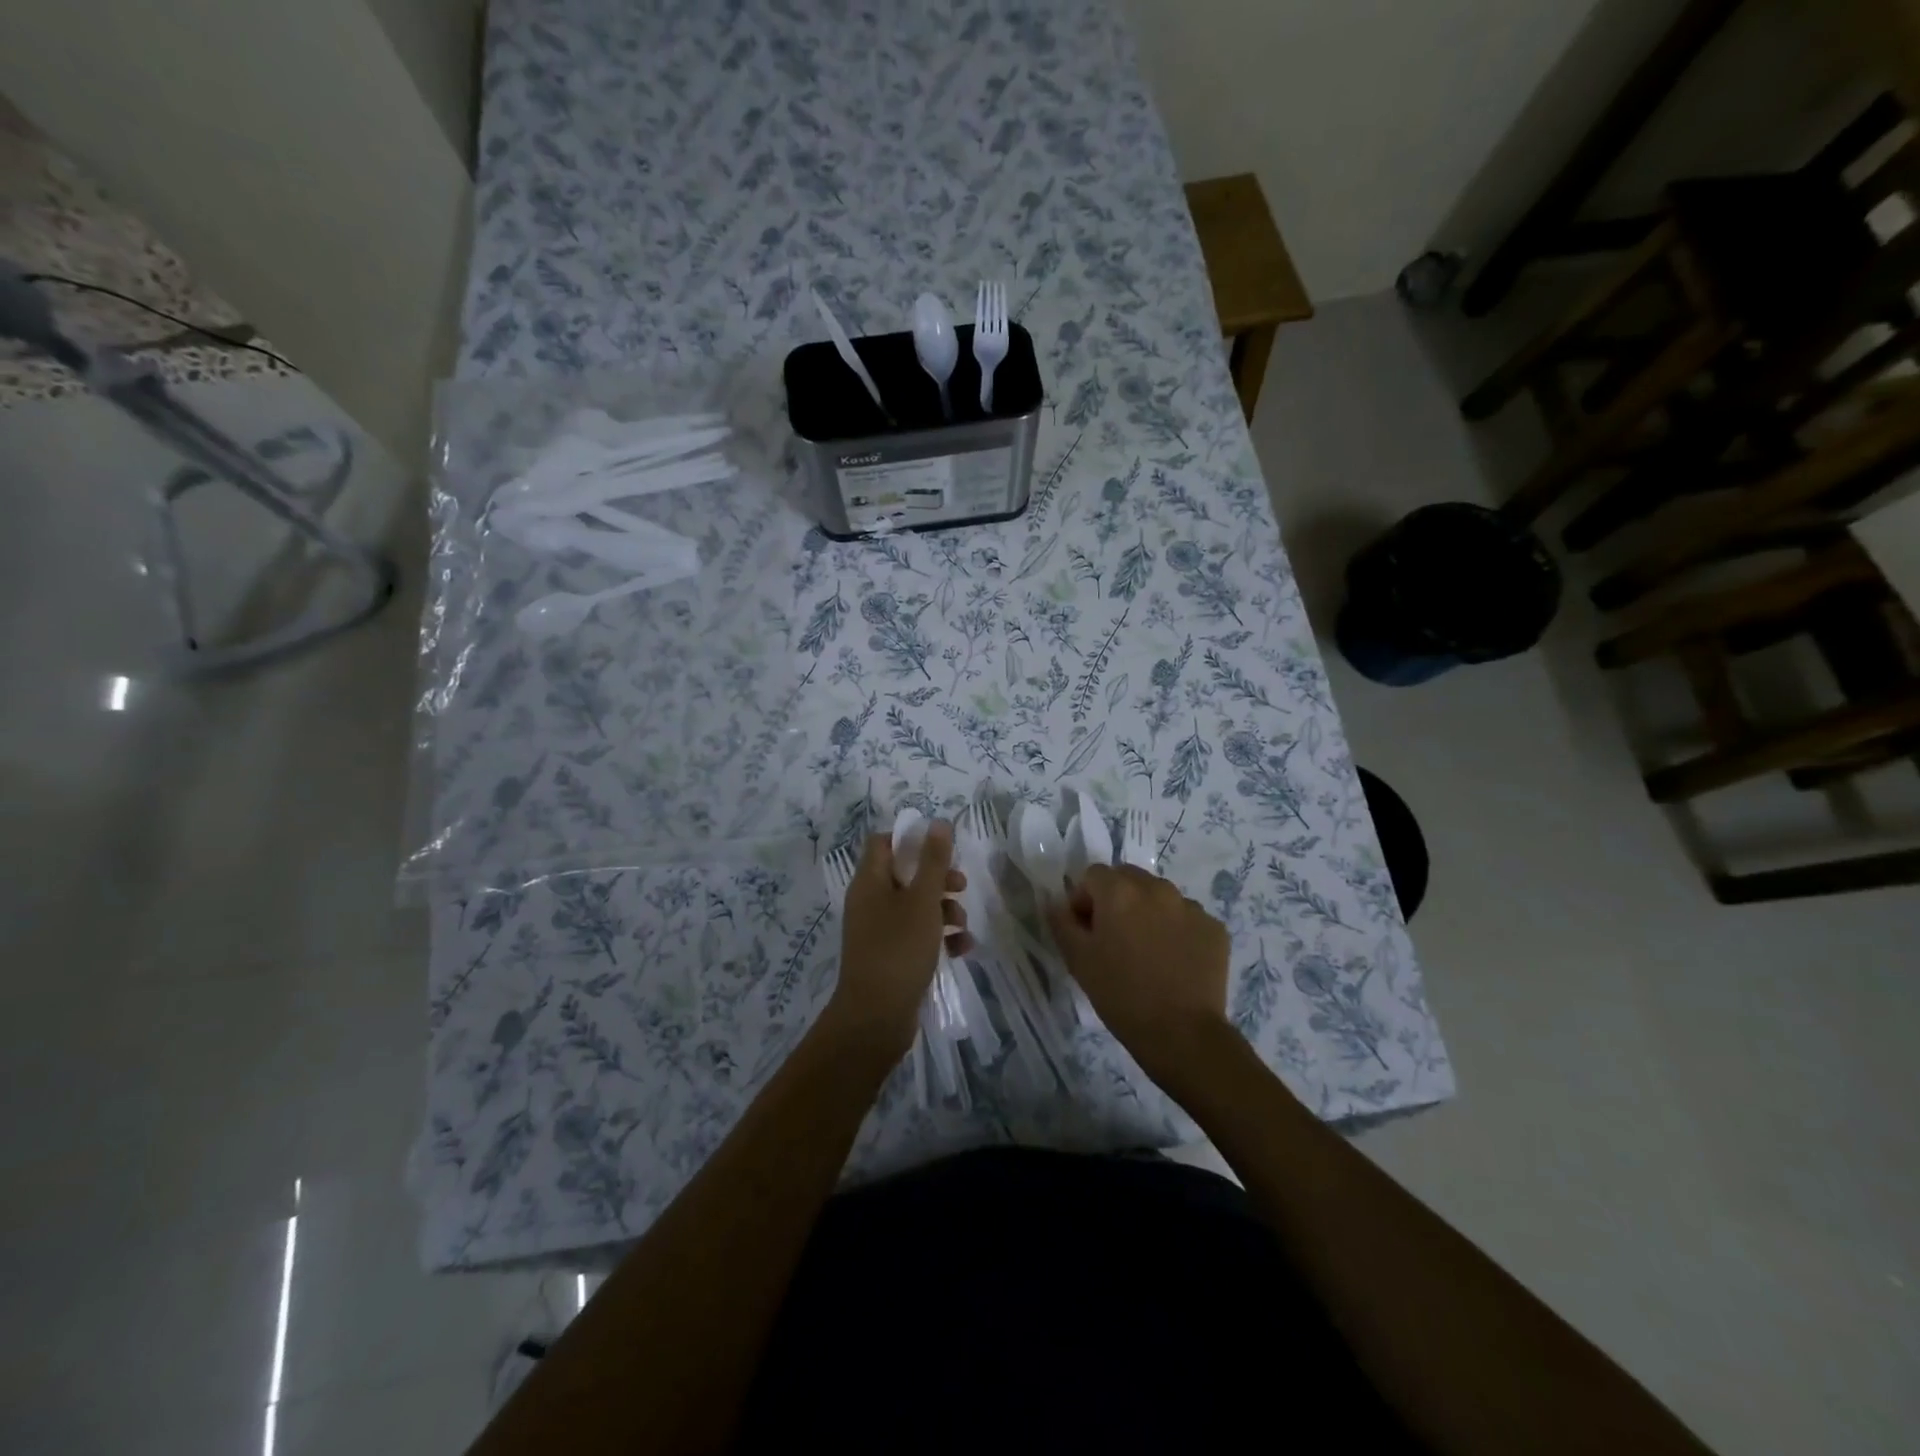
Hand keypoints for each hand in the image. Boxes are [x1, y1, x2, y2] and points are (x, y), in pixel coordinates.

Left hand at [823, 822, 971, 1064]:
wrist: (875, 1018)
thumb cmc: (898, 949)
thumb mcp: (922, 901)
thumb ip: (932, 861)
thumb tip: (937, 822)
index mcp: (869, 881)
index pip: (883, 843)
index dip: (911, 839)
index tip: (941, 848)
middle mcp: (870, 901)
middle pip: (904, 874)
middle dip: (937, 878)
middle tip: (960, 885)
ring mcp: (879, 931)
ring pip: (915, 906)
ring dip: (943, 910)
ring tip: (963, 925)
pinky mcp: (890, 956)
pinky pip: (917, 936)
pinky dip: (939, 938)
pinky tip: (962, 949)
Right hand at [1046, 864, 1231, 1083]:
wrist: (1182, 1034)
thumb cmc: (1121, 995)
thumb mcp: (1078, 960)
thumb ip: (1062, 922)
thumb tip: (1057, 903)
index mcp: (1120, 891)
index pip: (1093, 875)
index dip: (1084, 900)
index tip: (1086, 931)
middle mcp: (1157, 888)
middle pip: (1128, 878)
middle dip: (1117, 899)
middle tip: (1115, 938)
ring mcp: (1190, 907)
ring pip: (1160, 896)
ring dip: (1148, 912)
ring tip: (1147, 952)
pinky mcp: (1214, 928)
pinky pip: (1187, 918)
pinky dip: (1177, 930)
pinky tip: (1174, 962)